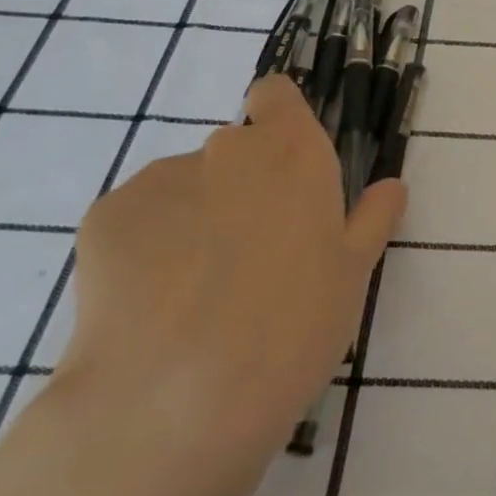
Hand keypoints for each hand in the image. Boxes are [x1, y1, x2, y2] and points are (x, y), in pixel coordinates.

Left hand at [60, 75, 406, 466]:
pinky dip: (147, 245)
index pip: (277, 95)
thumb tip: (390, 186)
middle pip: (235, 150)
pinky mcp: (104, 217)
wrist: (172, 400)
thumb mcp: (354, 276)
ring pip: (186, 186)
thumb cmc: (292, 328)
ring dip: (196, 217)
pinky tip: (153, 302)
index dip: (280, 120)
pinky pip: (138, 218)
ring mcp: (161, 179)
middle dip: (244, 187)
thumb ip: (372, 219)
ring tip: (197, 291)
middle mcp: (227, 149)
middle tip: (253, 256)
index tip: (288, 169)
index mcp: (294, 153)